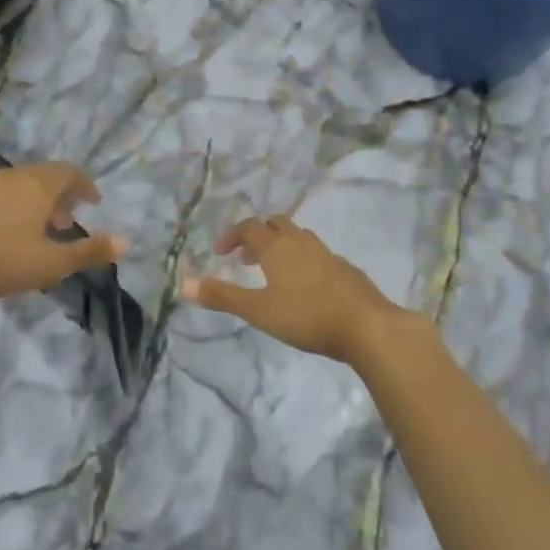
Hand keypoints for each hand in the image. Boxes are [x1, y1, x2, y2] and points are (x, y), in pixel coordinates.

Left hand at [0, 163, 127, 306]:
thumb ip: (90, 251)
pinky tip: (7, 235)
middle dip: (61, 196)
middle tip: (68, 222)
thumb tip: (126, 242)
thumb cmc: (4, 261)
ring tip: (40, 230)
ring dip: (36, 203)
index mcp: (38, 185)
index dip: (85, 185)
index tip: (94, 202)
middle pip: (44, 176)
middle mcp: (12, 177)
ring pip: (20, 186)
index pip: (69, 172)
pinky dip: (13, 208)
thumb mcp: (54, 263)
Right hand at [180, 214, 420, 363]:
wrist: (367, 325)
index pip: (249, 227)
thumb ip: (222, 297)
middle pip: (275, 225)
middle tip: (245, 259)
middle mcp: (301, 241)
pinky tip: (304, 286)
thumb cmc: (307, 316)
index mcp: (277, 246)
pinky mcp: (344, 268)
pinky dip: (301, 259)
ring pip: (297, 237)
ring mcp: (326, 253)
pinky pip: (316, 253)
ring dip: (280, 246)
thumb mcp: (258, 310)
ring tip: (271, 271)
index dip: (232, 235)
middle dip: (257, 236)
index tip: (221, 252)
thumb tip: (183, 284)